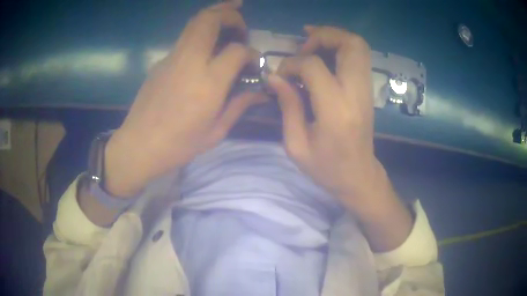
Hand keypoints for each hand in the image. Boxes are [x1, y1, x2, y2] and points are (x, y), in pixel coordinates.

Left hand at [104, 1, 260, 196]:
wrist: (139, 146)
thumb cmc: (178, 146)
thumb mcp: (215, 132)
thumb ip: (239, 106)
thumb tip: (261, 92)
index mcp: (208, 83)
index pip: (237, 50)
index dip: (251, 53)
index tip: (254, 63)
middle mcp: (189, 62)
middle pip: (210, 20)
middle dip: (230, 14)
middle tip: (242, 25)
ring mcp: (171, 58)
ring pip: (194, 22)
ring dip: (214, 14)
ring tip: (229, 16)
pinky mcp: (160, 62)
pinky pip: (184, 38)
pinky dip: (200, 33)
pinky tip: (206, 48)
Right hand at [269, 26, 412, 250]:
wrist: (359, 177)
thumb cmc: (327, 168)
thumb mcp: (297, 145)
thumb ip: (287, 106)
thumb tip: (274, 76)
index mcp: (336, 110)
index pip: (314, 66)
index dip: (292, 63)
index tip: (281, 75)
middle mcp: (356, 93)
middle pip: (349, 44)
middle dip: (322, 36)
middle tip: (302, 46)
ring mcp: (366, 89)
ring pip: (358, 46)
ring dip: (333, 38)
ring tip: (310, 44)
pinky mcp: (367, 89)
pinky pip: (359, 56)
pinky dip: (341, 47)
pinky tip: (323, 53)